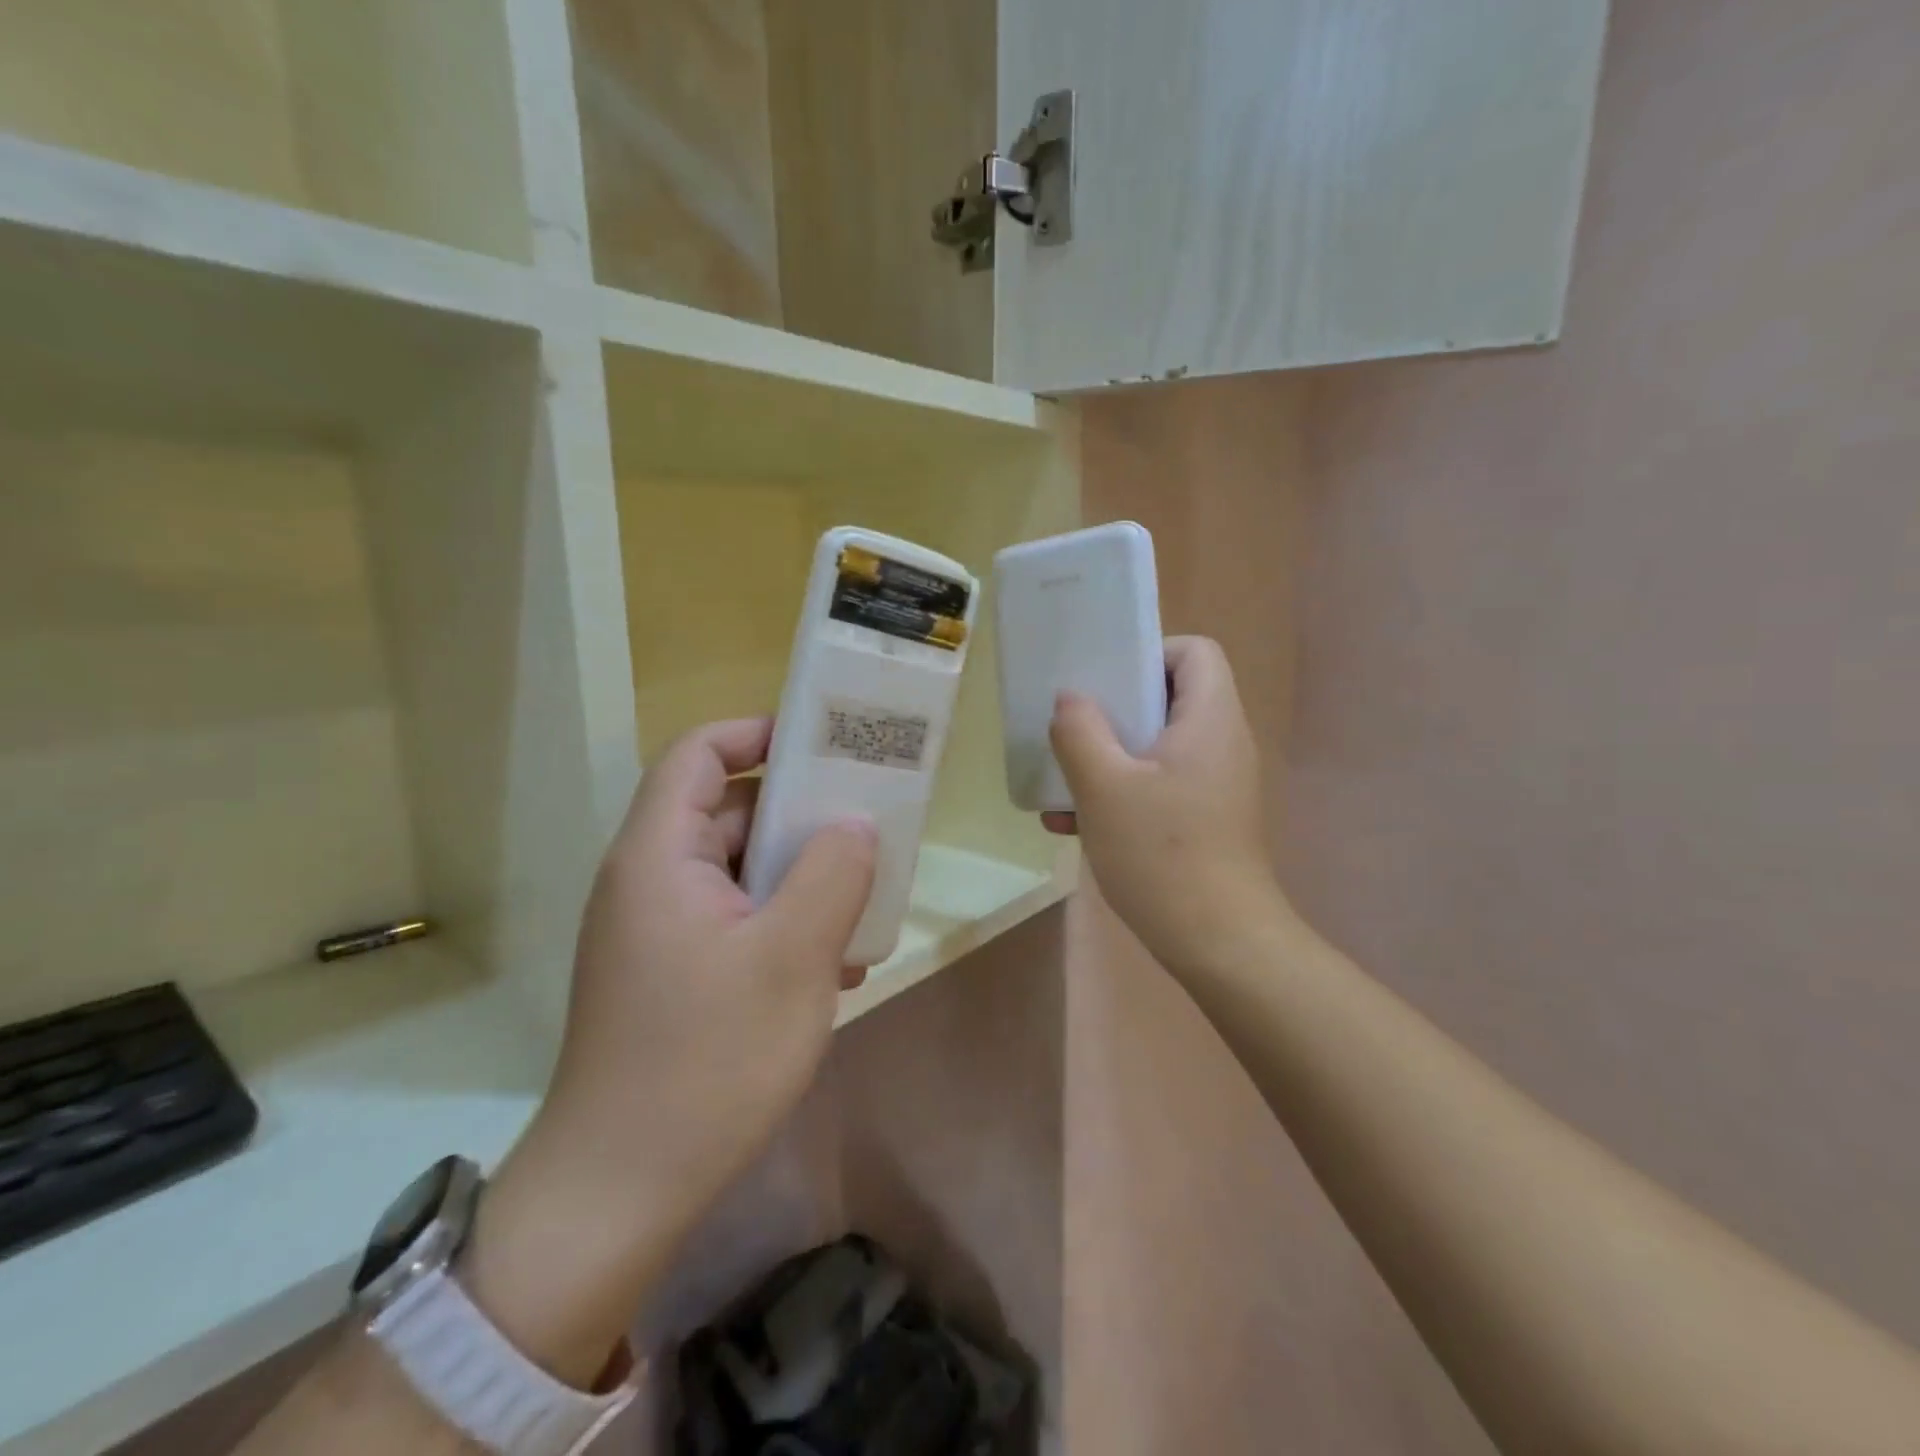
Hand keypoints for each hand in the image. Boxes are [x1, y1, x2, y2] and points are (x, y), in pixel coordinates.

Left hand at [467, 717, 876, 1384]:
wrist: (620, 1195)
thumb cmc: (706, 1062)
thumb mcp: (791, 959)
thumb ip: (831, 874)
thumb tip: (856, 823)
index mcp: (658, 857)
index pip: (697, 754)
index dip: (755, 733)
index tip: (823, 746)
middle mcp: (650, 882)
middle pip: (727, 812)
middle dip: (800, 815)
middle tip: (867, 827)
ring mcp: (660, 932)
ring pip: (740, 872)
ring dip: (801, 878)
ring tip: (863, 904)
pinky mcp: (674, 975)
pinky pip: (736, 920)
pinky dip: (784, 923)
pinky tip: (836, 966)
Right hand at [1046, 637, 1283, 969]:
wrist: (1218, 943)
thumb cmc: (1162, 854)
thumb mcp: (1104, 787)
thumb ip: (1080, 731)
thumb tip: (1070, 700)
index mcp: (1210, 720)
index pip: (1194, 651)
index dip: (1148, 653)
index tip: (1104, 682)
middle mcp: (1220, 743)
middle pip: (1168, 697)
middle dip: (1113, 710)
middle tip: (1072, 727)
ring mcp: (1214, 784)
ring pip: (1155, 746)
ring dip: (1106, 758)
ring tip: (1060, 785)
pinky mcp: (1203, 819)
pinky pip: (1157, 785)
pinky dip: (1119, 792)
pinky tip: (1072, 825)